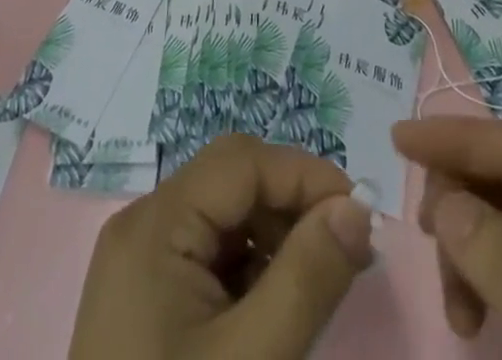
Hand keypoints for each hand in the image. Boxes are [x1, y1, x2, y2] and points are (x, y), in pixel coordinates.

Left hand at [67, 133, 376, 359]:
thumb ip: (307, 278)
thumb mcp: (251, 358)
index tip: (360, 217)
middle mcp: (143, 224)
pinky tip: (274, 309)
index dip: (304, 176)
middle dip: (292, 205)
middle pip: (231, 181)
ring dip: (275, 237)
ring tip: (315, 285)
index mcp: (156, 222)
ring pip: (224, 215)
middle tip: (346, 251)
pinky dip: (249, 268)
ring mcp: (141, 259)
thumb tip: (358, 209)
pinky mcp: (147, 294)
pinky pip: (208, 253)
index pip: (242, 161)